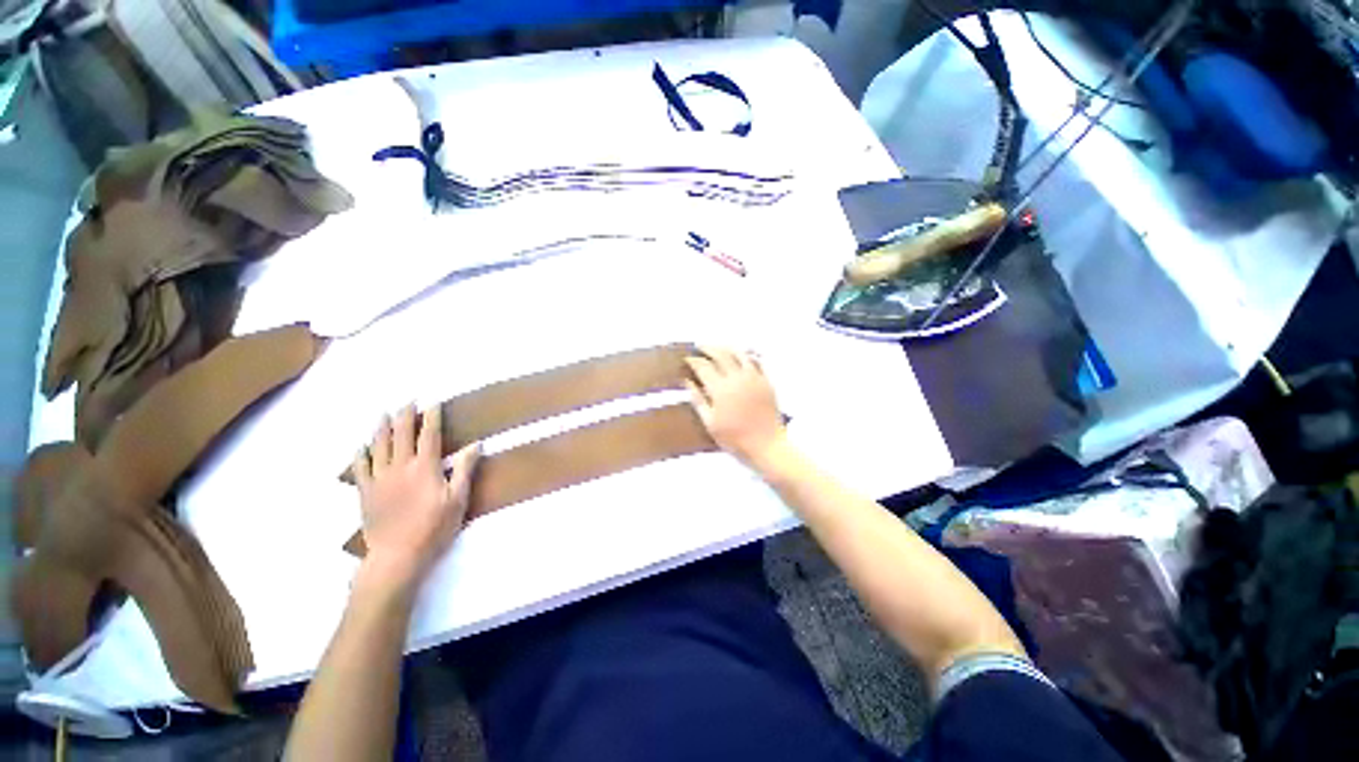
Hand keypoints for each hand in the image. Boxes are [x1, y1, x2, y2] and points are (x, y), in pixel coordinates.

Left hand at [351, 404, 480, 591]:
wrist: (397, 555)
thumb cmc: (434, 527)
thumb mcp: (458, 499)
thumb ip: (464, 470)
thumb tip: (475, 444)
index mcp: (425, 467)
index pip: (429, 435)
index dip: (431, 417)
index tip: (433, 402)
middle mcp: (400, 467)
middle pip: (401, 435)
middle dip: (404, 416)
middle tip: (407, 401)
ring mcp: (379, 479)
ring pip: (378, 447)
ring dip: (381, 429)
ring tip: (383, 415)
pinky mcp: (365, 492)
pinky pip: (360, 468)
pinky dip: (360, 455)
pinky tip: (360, 447)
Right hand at [686, 346, 788, 469]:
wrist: (767, 445)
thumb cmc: (734, 438)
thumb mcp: (710, 422)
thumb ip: (698, 400)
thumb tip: (687, 382)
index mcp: (720, 389)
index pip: (703, 367)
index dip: (694, 361)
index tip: (687, 359)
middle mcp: (736, 378)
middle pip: (721, 355)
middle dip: (708, 349)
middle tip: (700, 347)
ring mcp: (754, 378)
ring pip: (739, 354)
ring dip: (726, 348)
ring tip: (718, 348)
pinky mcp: (766, 381)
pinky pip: (756, 361)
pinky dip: (746, 355)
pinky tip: (741, 355)